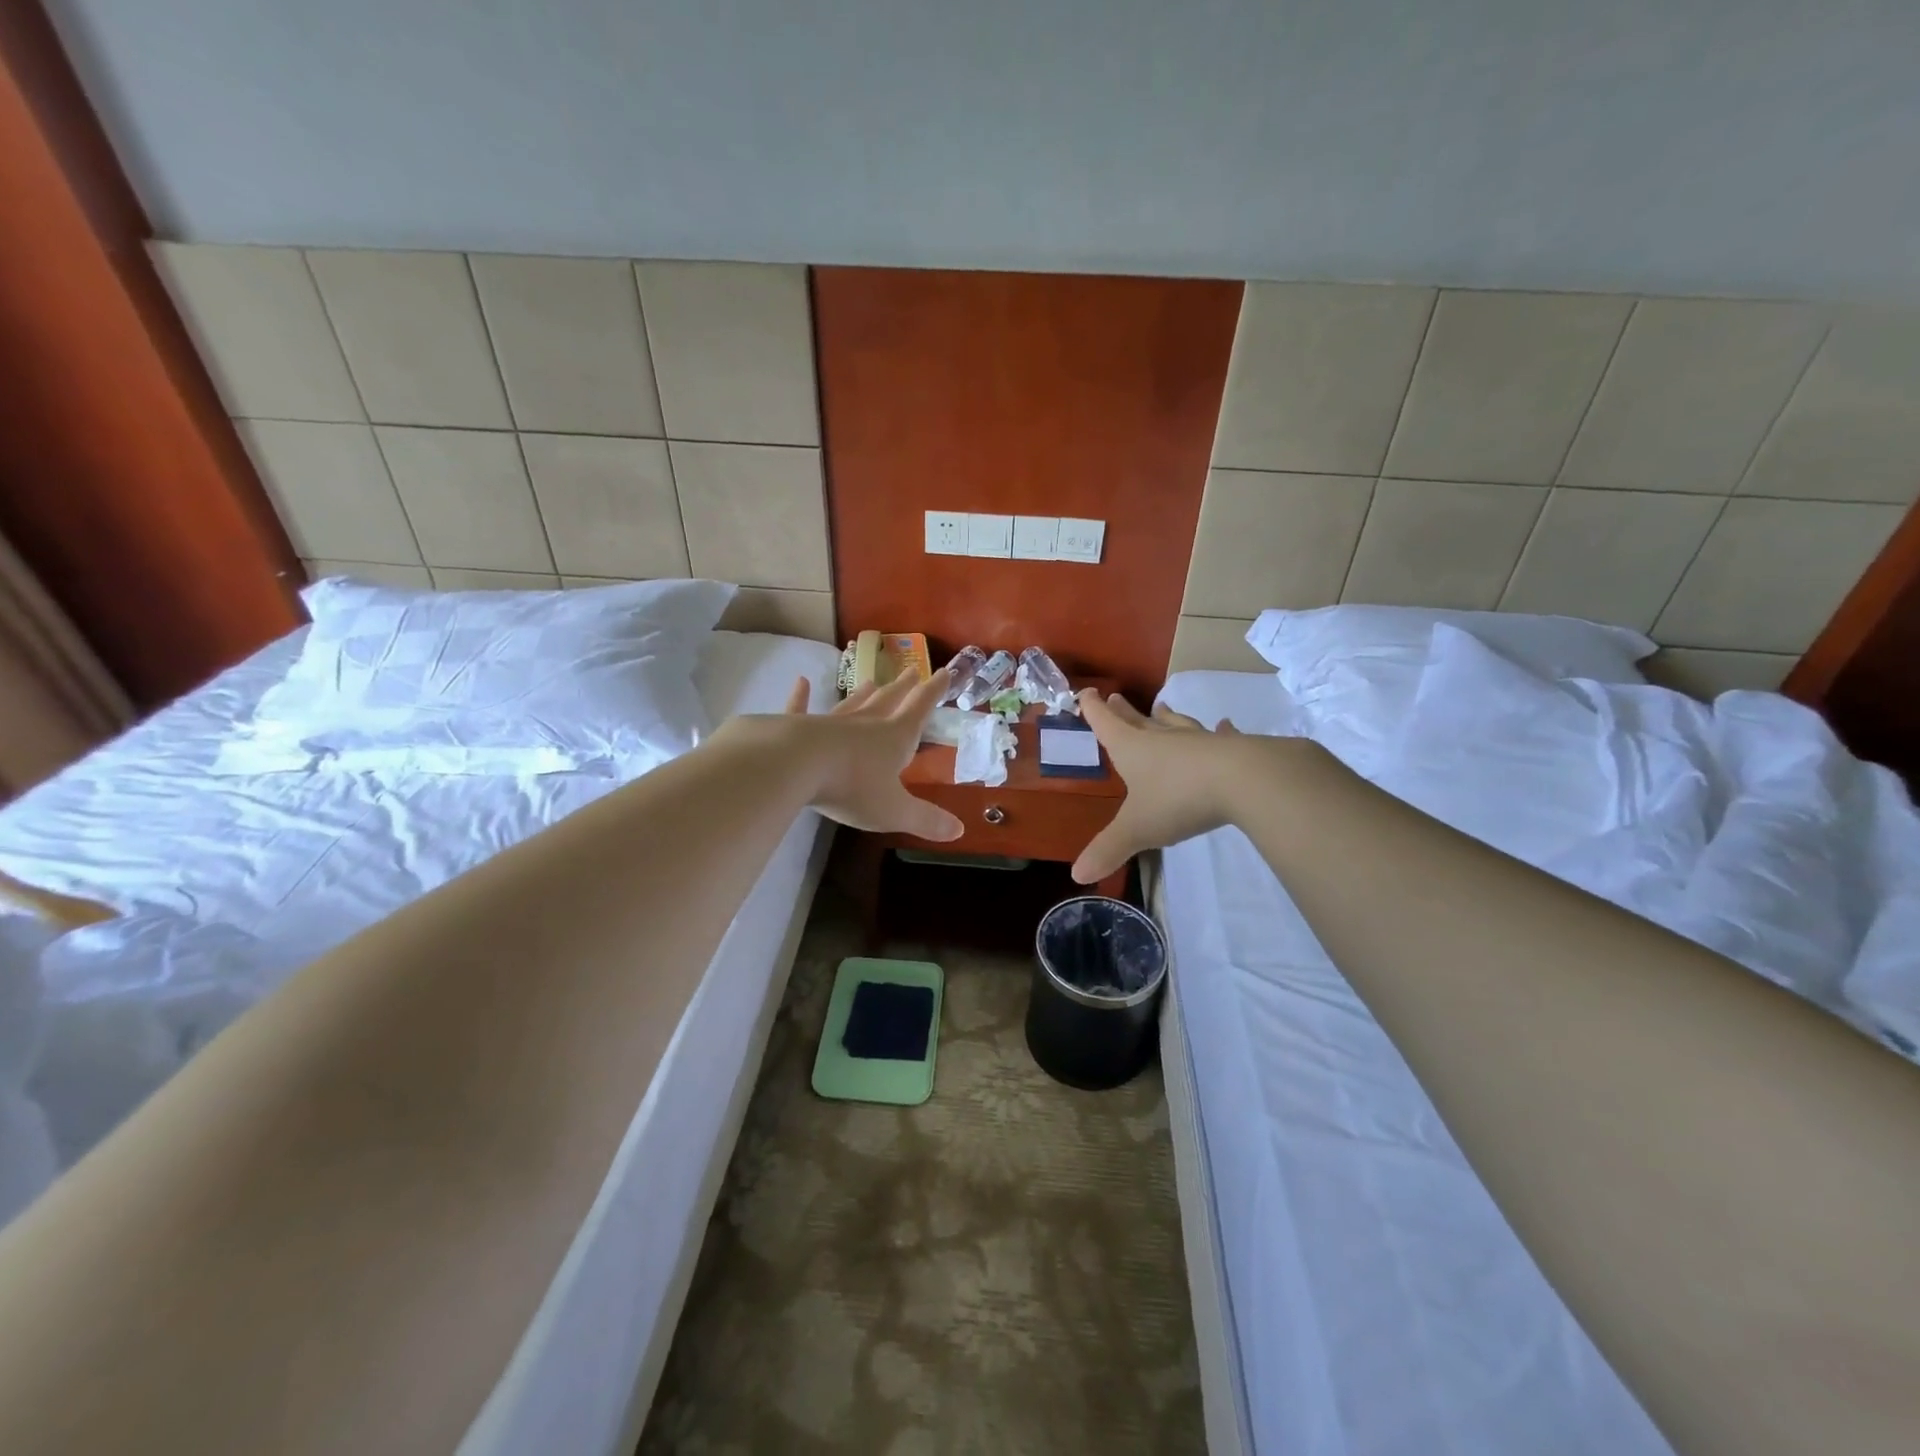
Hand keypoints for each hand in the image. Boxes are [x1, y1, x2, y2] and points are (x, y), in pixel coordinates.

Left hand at [778, 669, 963, 841]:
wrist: (793, 766)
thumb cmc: (851, 787)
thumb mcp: (894, 810)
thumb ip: (926, 819)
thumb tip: (959, 830)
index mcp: (893, 739)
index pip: (919, 710)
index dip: (934, 692)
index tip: (944, 672)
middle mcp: (864, 725)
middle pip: (887, 702)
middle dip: (902, 688)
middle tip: (911, 670)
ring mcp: (829, 724)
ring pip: (852, 706)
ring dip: (863, 695)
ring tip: (871, 681)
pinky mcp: (795, 728)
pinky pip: (800, 709)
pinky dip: (801, 697)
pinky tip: (801, 682)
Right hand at [1071, 692, 1241, 883]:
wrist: (1245, 779)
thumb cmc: (1179, 799)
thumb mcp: (1138, 828)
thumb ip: (1109, 849)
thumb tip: (1077, 875)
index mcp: (1133, 749)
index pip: (1106, 724)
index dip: (1093, 710)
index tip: (1085, 693)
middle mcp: (1163, 739)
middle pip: (1138, 720)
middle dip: (1124, 711)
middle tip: (1116, 697)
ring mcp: (1199, 741)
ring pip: (1177, 725)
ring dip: (1167, 717)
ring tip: (1161, 708)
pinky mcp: (1232, 748)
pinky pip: (1222, 736)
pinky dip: (1221, 731)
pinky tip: (1225, 726)